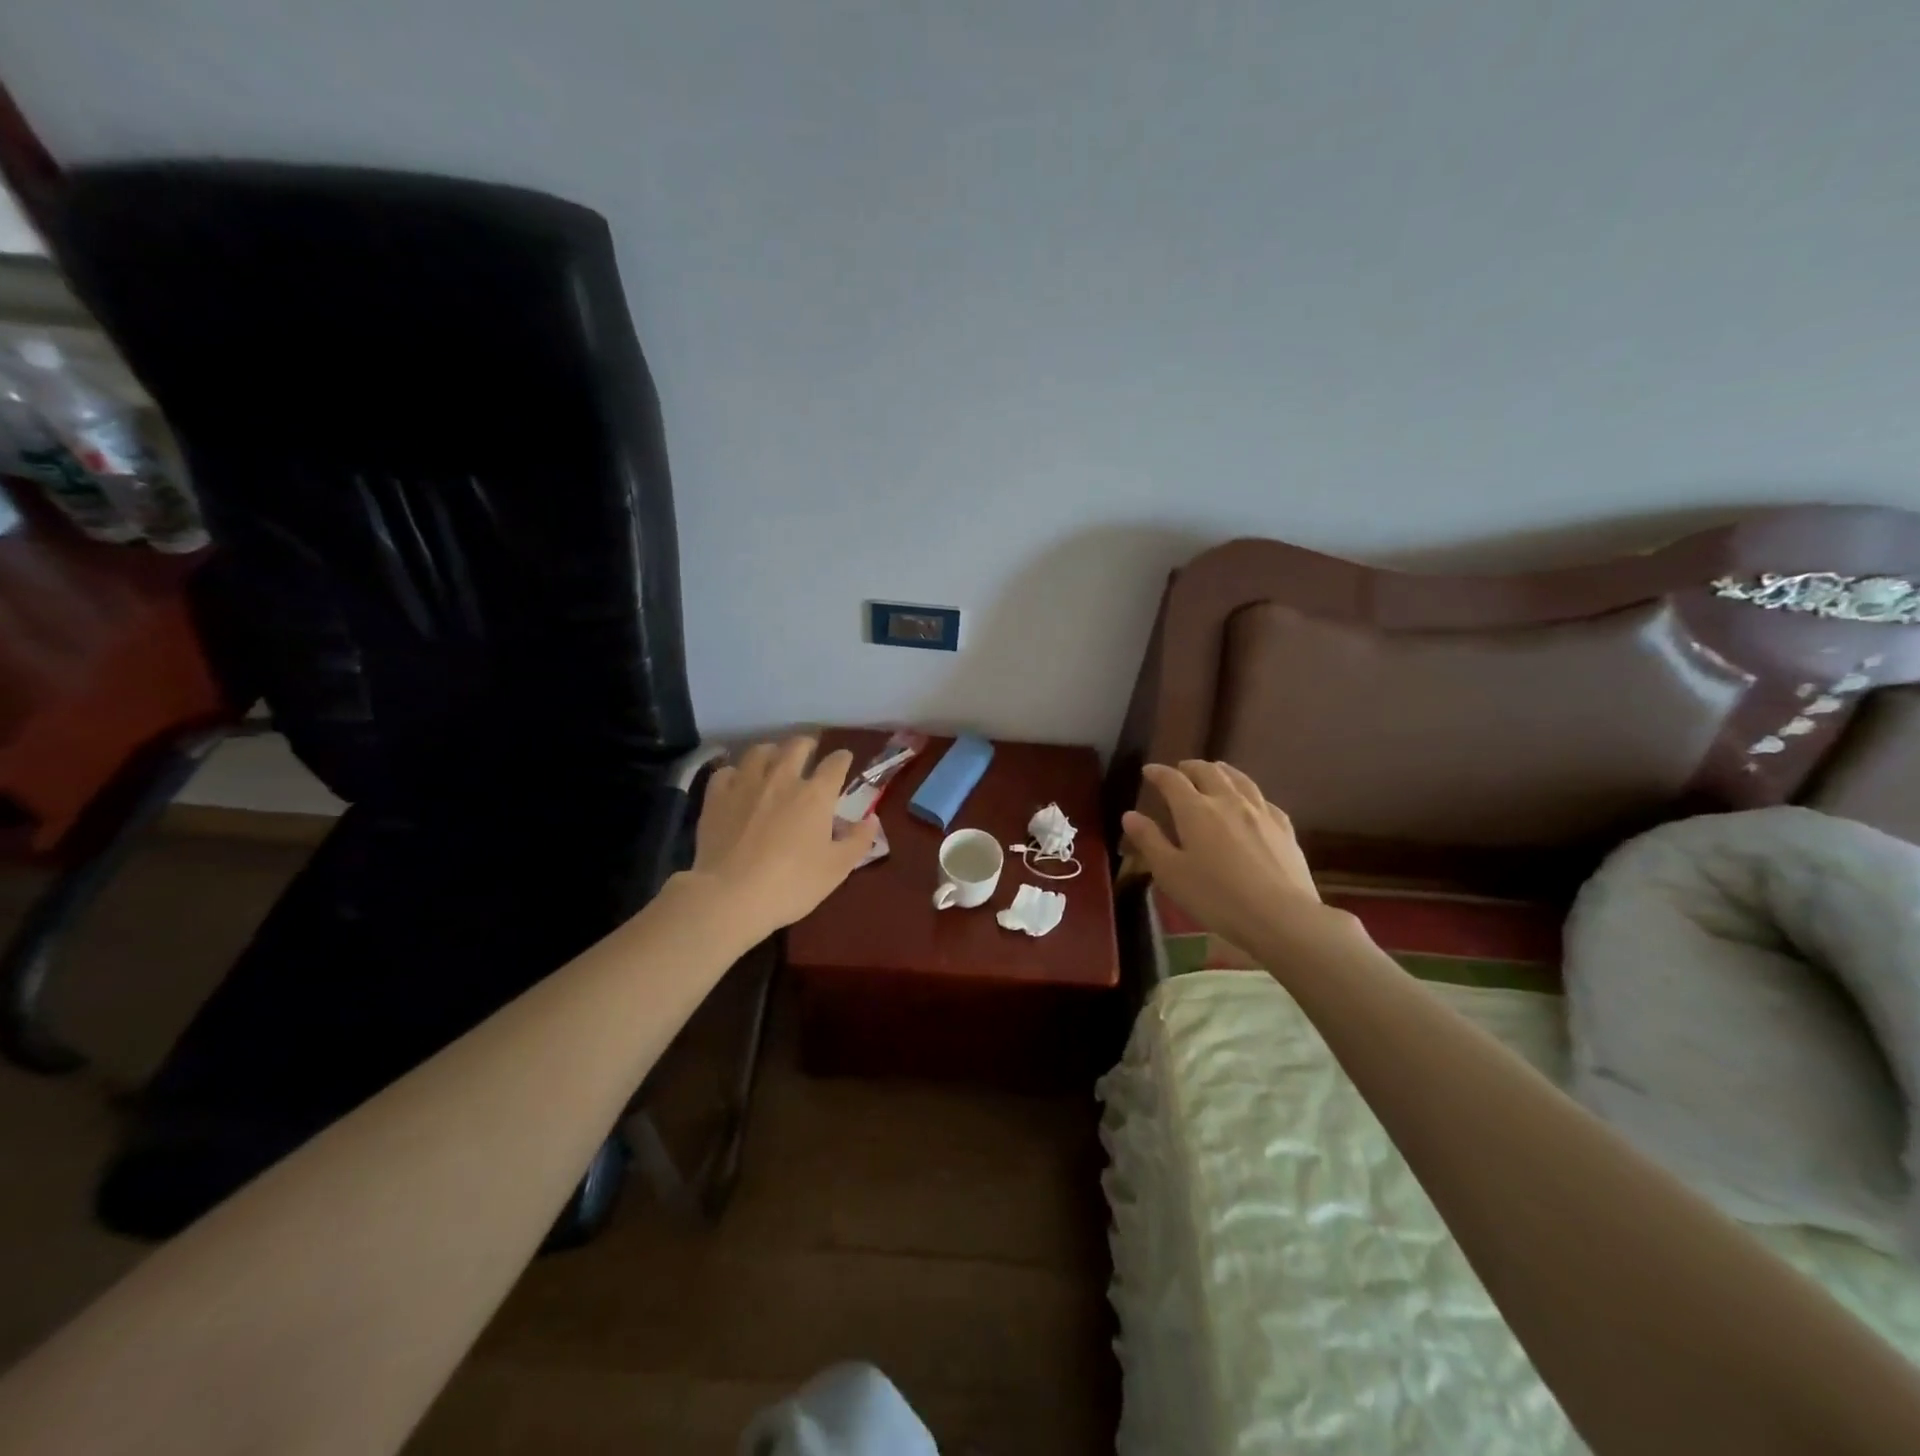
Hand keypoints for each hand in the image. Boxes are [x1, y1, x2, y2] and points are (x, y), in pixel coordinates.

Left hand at [686, 737, 876, 938]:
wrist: (730, 896)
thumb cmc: (792, 884)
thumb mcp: (837, 868)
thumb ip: (858, 840)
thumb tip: (871, 819)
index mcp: (816, 794)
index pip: (835, 764)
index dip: (842, 758)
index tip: (844, 759)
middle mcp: (782, 778)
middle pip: (796, 746)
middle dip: (807, 744)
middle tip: (809, 751)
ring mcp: (745, 784)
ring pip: (760, 751)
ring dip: (772, 751)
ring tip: (774, 759)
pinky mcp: (716, 797)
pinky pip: (726, 771)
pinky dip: (736, 772)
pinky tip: (737, 782)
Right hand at [1122, 761, 1345, 956]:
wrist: (1280, 916)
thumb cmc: (1216, 897)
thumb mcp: (1171, 873)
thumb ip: (1149, 841)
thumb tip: (1130, 815)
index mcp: (1195, 810)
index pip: (1172, 781)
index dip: (1158, 773)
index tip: (1148, 770)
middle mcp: (1228, 801)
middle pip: (1208, 772)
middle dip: (1190, 767)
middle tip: (1180, 769)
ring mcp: (1260, 812)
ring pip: (1239, 779)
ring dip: (1221, 771)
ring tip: (1215, 770)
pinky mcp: (1283, 827)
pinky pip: (1262, 799)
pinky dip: (1249, 792)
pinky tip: (1251, 801)